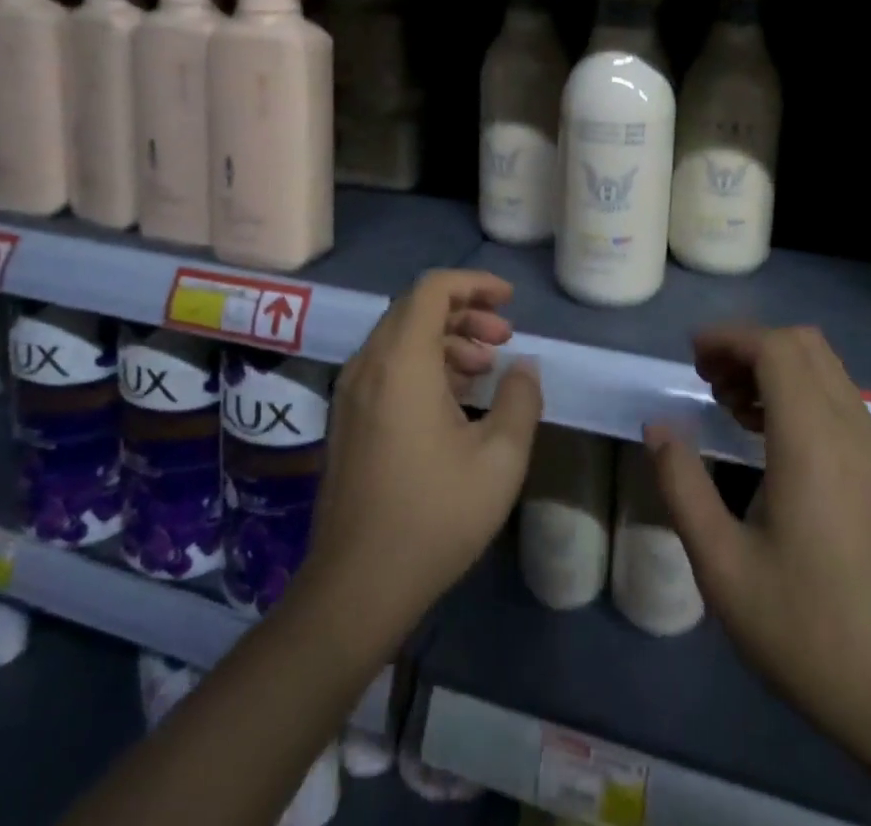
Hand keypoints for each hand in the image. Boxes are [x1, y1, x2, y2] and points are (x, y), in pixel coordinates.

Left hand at [301, 270, 542, 643]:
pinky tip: (455, 399)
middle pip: (416, 308)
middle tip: (504, 338)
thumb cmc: (434, 516)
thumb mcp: (499, 458)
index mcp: (401, 362)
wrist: (357, 586)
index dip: (474, 284)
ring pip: (401, 337)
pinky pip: (388, 366)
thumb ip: (520, 399)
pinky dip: (424, 363)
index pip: (433, 289)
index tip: (509, 300)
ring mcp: (351, 392)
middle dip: (466, 312)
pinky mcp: (347, 418)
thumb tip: (523, 367)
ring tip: (485, 368)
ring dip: (447, 339)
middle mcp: (368, 364)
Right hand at [643, 325, 870, 774]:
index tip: (691, 357)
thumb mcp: (723, 567)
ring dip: (776, 368)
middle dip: (750, 346)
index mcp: (814, 443)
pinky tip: (771, 441)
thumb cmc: (810, 632)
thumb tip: (659, 427)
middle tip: (708, 378)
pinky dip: (801, 394)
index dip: (730, 338)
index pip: (776, 348)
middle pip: (804, 345)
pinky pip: (842, 403)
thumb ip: (683, 486)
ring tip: (731, 405)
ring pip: (827, 371)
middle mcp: (853, 431)